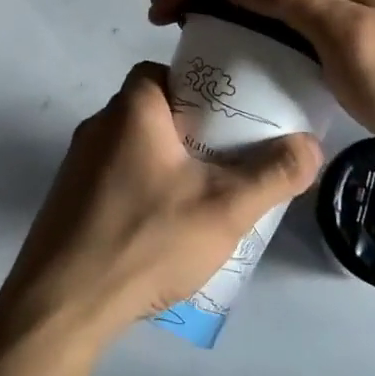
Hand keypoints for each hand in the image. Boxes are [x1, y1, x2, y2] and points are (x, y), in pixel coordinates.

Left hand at [0, 63, 321, 342]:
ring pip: (134, 147)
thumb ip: (272, 174)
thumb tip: (311, 144)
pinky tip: (163, 227)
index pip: (163, 71)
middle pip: (152, 110)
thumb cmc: (146, 239)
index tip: (228, 115)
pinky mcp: (68, 199)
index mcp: (131, 110)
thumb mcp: (224, 208)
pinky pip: (115, 178)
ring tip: (203, 195)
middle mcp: (98, 126)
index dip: (198, 86)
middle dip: (191, 129)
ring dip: (167, 162)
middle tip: (227, 158)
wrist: (63, 303)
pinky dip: (142, 188)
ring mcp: (77, 164)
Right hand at [149, 0, 374, 164]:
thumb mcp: (349, 36)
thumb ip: (295, 1)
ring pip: (264, 0)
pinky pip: (278, 26)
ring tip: (185, 26)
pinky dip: (246, 28)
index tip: (161, 6)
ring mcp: (334, 15)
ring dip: (221, 5)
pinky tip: (231, 46)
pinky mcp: (335, 44)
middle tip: (162, 14)